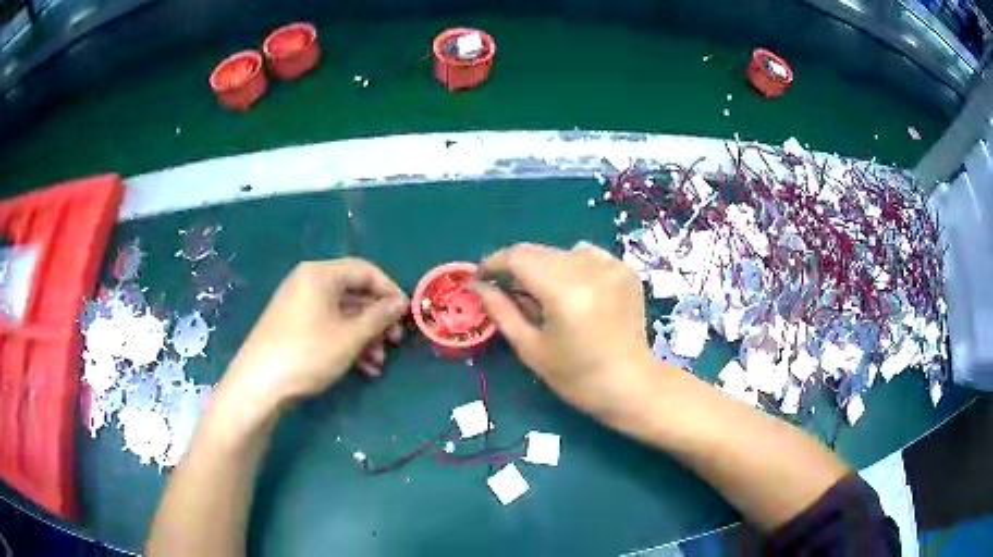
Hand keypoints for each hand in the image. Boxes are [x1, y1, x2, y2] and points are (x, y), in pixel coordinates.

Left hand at [222, 259, 408, 409]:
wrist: (259, 383)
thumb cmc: (307, 352)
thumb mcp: (350, 336)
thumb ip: (379, 317)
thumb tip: (401, 302)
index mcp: (320, 274)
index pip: (365, 270)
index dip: (390, 291)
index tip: (407, 314)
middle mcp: (309, 283)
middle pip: (354, 293)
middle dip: (377, 320)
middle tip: (394, 343)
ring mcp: (300, 305)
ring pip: (343, 314)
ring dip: (365, 337)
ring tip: (378, 363)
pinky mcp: (295, 326)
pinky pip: (328, 326)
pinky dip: (347, 343)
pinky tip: (363, 368)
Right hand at [473, 242, 655, 418]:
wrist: (631, 384)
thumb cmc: (577, 377)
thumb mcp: (531, 348)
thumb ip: (501, 311)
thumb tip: (478, 285)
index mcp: (564, 290)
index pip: (517, 257)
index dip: (493, 263)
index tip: (480, 278)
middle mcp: (589, 268)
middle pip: (538, 251)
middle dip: (515, 267)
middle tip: (506, 291)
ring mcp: (611, 265)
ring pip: (560, 251)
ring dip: (543, 267)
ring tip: (543, 296)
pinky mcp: (625, 268)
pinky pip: (586, 255)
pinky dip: (571, 267)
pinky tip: (573, 291)